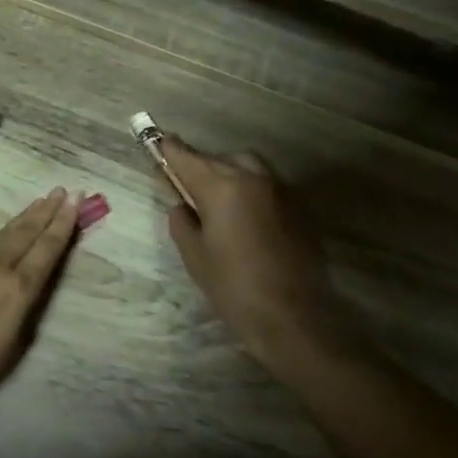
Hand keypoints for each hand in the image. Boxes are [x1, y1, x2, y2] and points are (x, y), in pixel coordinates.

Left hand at [0, 190, 79, 421]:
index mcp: (18, 288)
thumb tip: (30, 281)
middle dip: (46, 210)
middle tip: (61, 191)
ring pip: (1, 235)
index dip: (63, 223)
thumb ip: (27, 305)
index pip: (47, 247)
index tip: (75, 200)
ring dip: (23, 218)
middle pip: (25, 232)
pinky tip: (4, 234)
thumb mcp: (15, 344)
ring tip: (39, 204)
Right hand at [162, 139, 346, 366]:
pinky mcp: (299, 207)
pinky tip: (244, 217)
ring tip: (217, 199)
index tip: (158, 141)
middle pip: (219, 159)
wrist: (290, 316)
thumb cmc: (232, 286)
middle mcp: (253, 178)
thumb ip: (182, 221)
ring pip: (248, 167)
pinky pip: (267, 186)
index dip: (169, 149)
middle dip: (200, 166)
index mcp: (221, 187)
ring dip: (229, 173)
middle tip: (187, 184)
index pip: (187, 157)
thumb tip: (182, 205)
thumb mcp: (194, 255)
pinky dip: (250, 190)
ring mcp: (280, 191)